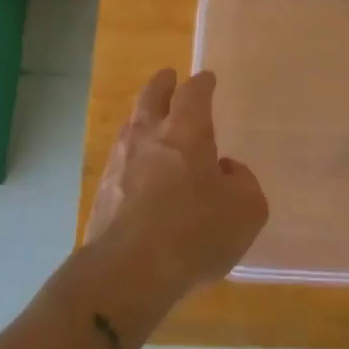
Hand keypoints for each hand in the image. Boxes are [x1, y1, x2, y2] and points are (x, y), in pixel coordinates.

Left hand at [86, 69, 267, 301]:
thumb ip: (242, 182)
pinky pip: (121, 160)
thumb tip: (225, 170)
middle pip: (151, 96)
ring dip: (143, 117)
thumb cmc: (195, 231)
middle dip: (162, 84)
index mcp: (186, 131)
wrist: (128, 271)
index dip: (202, 84)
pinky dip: (133, 155)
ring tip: (152, 120)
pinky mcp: (103, 192)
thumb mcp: (246, 209)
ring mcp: (120, 163)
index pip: (193, 93)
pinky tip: (139, 169)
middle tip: (168, 77)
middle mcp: (149, 137)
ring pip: (131, 126)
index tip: (207, 79)